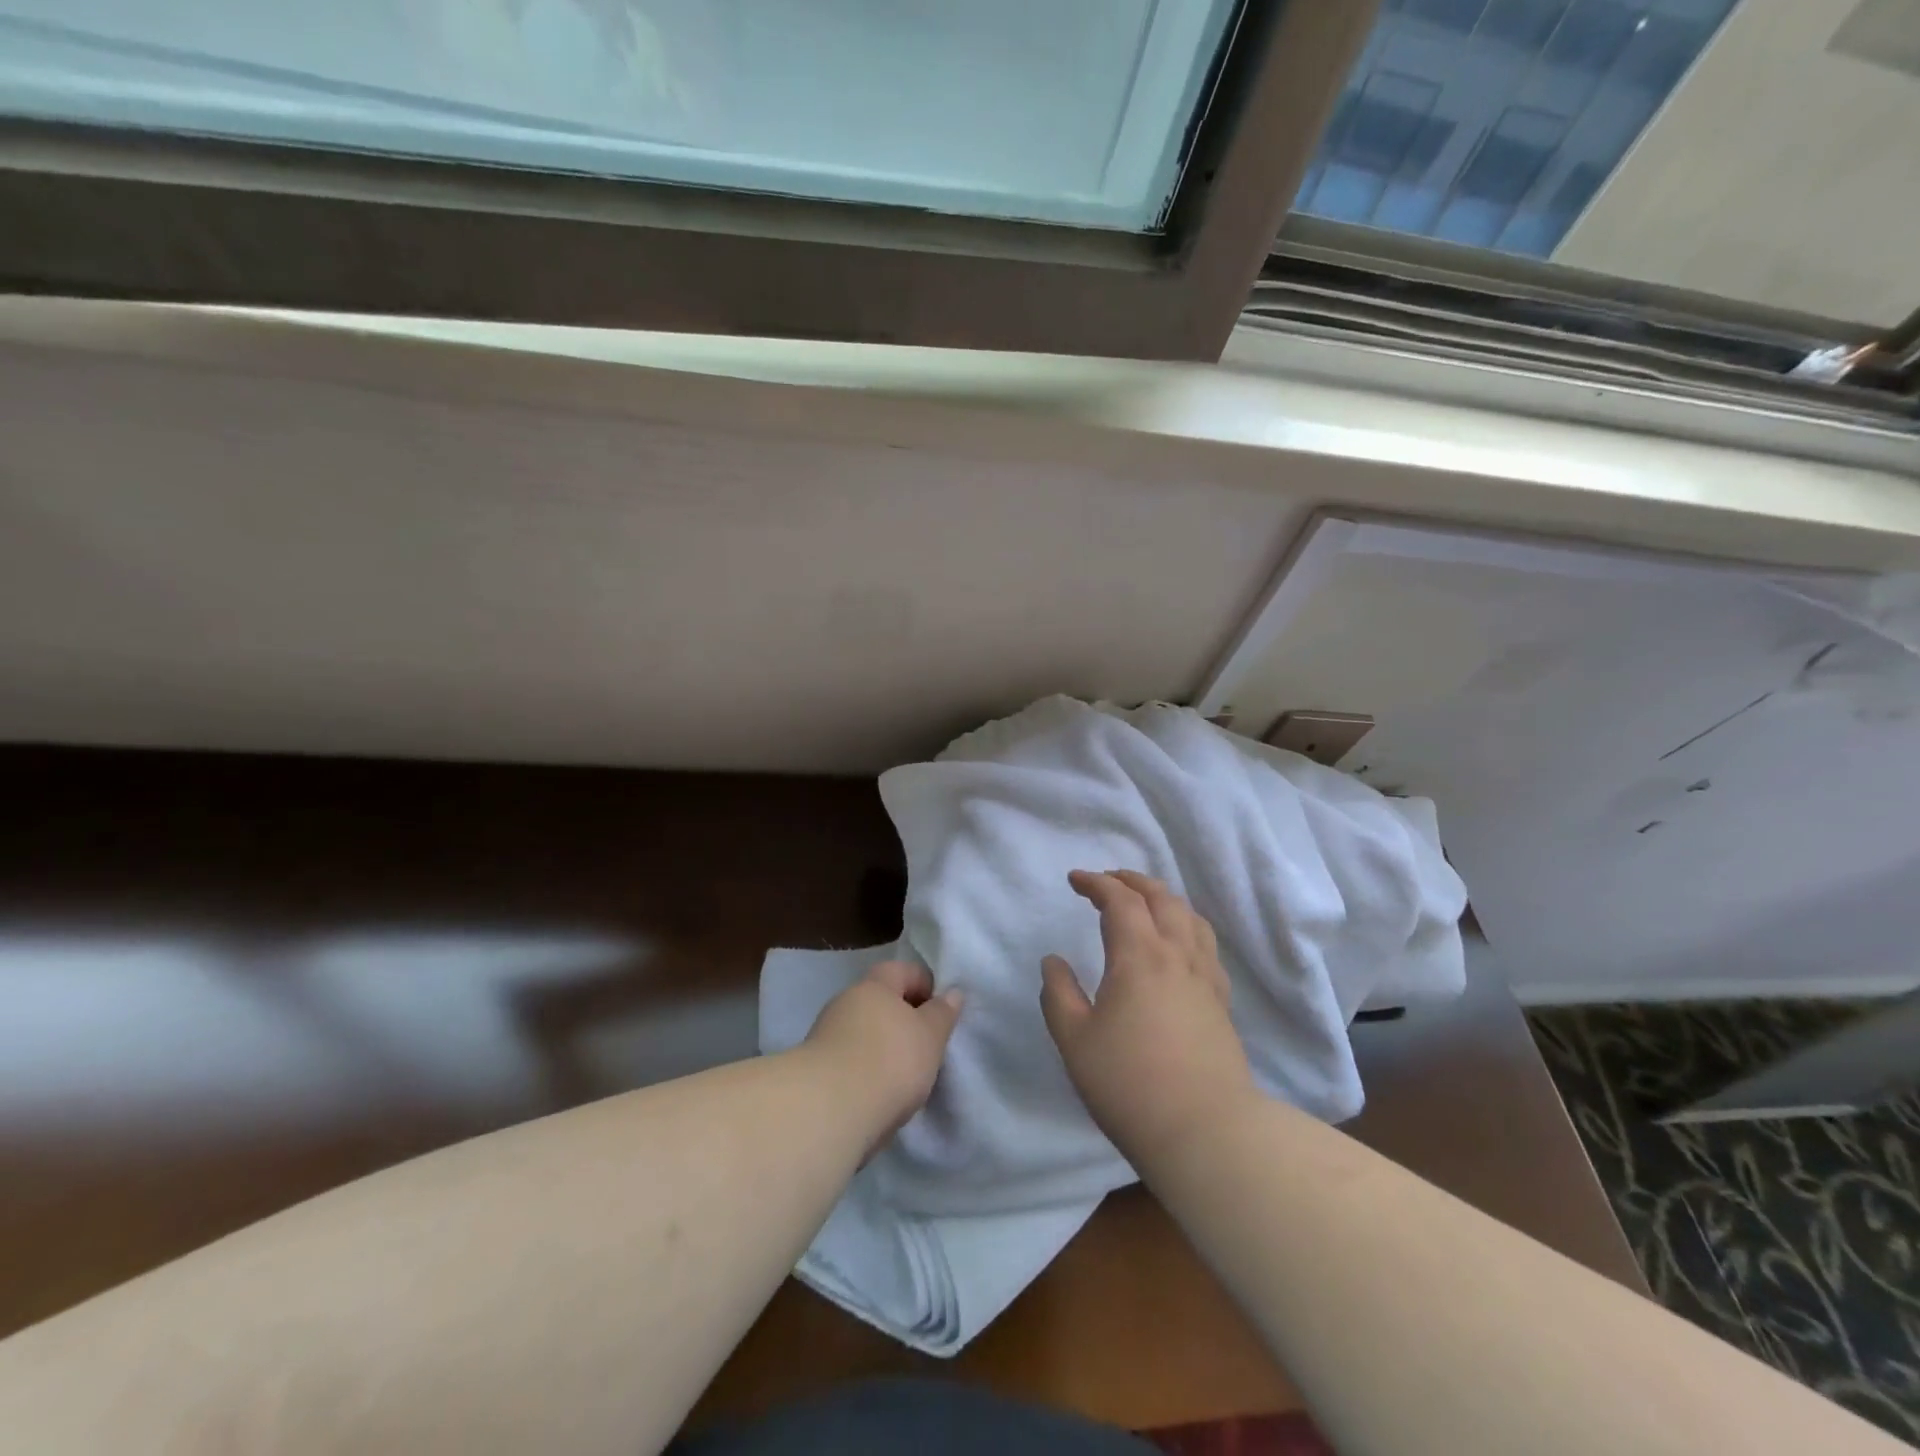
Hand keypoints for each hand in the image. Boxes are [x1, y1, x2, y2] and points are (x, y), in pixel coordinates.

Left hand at [802, 960, 963, 1153]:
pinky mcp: (816, 1070)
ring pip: (864, 1032)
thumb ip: (942, 1013)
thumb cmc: (890, 1060)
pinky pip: (851, 1060)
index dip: (926, 986)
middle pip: (881, 1001)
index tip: (942, 1013)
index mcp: (874, 985)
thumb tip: (952, 993)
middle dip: (904, 1019)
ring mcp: (826, 1035)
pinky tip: (880, 1093)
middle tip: (927, 1046)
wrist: (830, 1110)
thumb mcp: (930, 1035)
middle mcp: (846, 1001)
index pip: (903, 970)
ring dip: (883, 1047)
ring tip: (906, 1077)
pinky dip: (867, 1071)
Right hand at [1041, 870, 1257, 1163]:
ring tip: (1145, 902)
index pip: (1120, 900)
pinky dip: (1186, 926)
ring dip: (1163, 898)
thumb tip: (1053, 961)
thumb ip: (1058, 994)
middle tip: (1107, 880)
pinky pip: (1205, 944)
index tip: (1075, 879)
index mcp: (1139, 956)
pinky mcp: (1221, 1001)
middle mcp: (1177, 955)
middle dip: (1131, 881)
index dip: (1096, 883)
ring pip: (1189, 917)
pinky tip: (1179, 945)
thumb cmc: (1130, 1084)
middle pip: (1161, 898)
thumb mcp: (1075, 1041)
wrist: (1205, 1131)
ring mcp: (1205, 977)